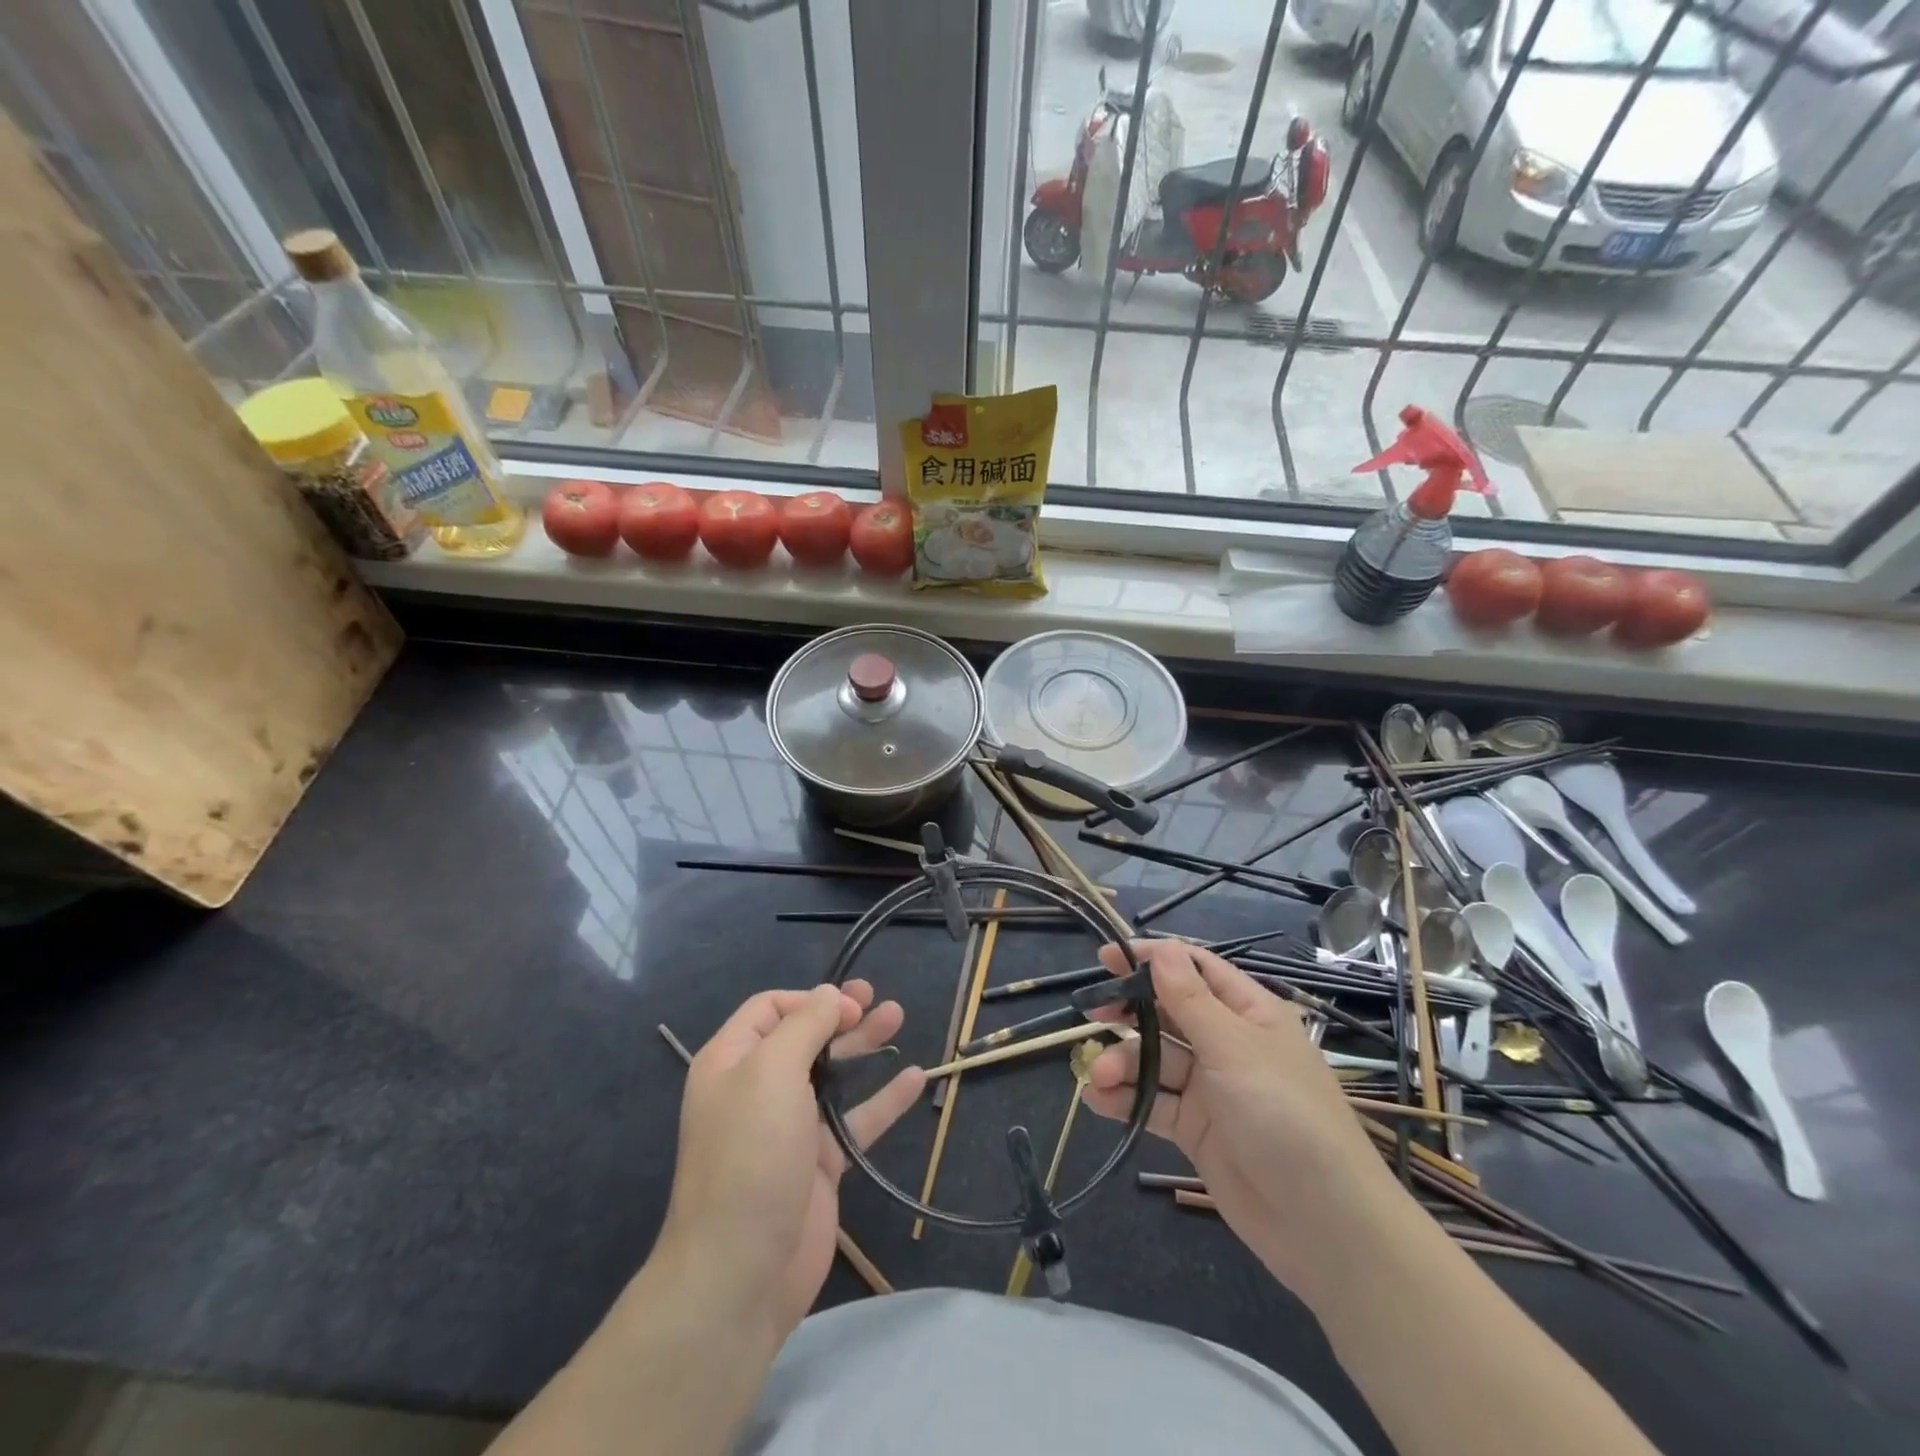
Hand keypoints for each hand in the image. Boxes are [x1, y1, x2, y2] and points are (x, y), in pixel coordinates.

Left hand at [656, 981, 923, 1336]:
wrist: (741, 1271)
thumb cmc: (751, 1154)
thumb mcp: (772, 1072)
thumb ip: (804, 1026)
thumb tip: (828, 995)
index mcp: (731, 1062)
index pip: (770, 1009)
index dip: (810, 1000)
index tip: (848, 1006)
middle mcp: (757, 1089)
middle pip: (805, 1036)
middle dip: (841, 1014)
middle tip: (878, 999)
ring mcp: (790, 1127)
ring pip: (833, 1073)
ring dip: (864, 1045)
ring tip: (898, 1016)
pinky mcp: (819, 1163)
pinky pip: (856, 1120)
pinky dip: (885, 1099)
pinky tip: (916, 1078)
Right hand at [1081, 940, 1403, 1298]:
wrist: (1324, 1226)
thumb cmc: (1284, 1116)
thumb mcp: (1233, 1049)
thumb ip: (1190, 1000)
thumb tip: (1161, 949)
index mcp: (1248, 1013)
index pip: (1195, 970)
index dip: (1153, 959)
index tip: (1106, 958)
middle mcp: (1228, 1044)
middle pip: (1168, 1013)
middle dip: (1129, 1011)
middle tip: (1091, 1011)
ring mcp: (1211, 1088)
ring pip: (1156, 1060)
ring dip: (1123, 1062)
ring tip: (1098, 1075)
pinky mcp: (1197, 1130)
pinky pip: (1155, 1102)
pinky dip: (1127, 1099)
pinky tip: (1098, 1100)